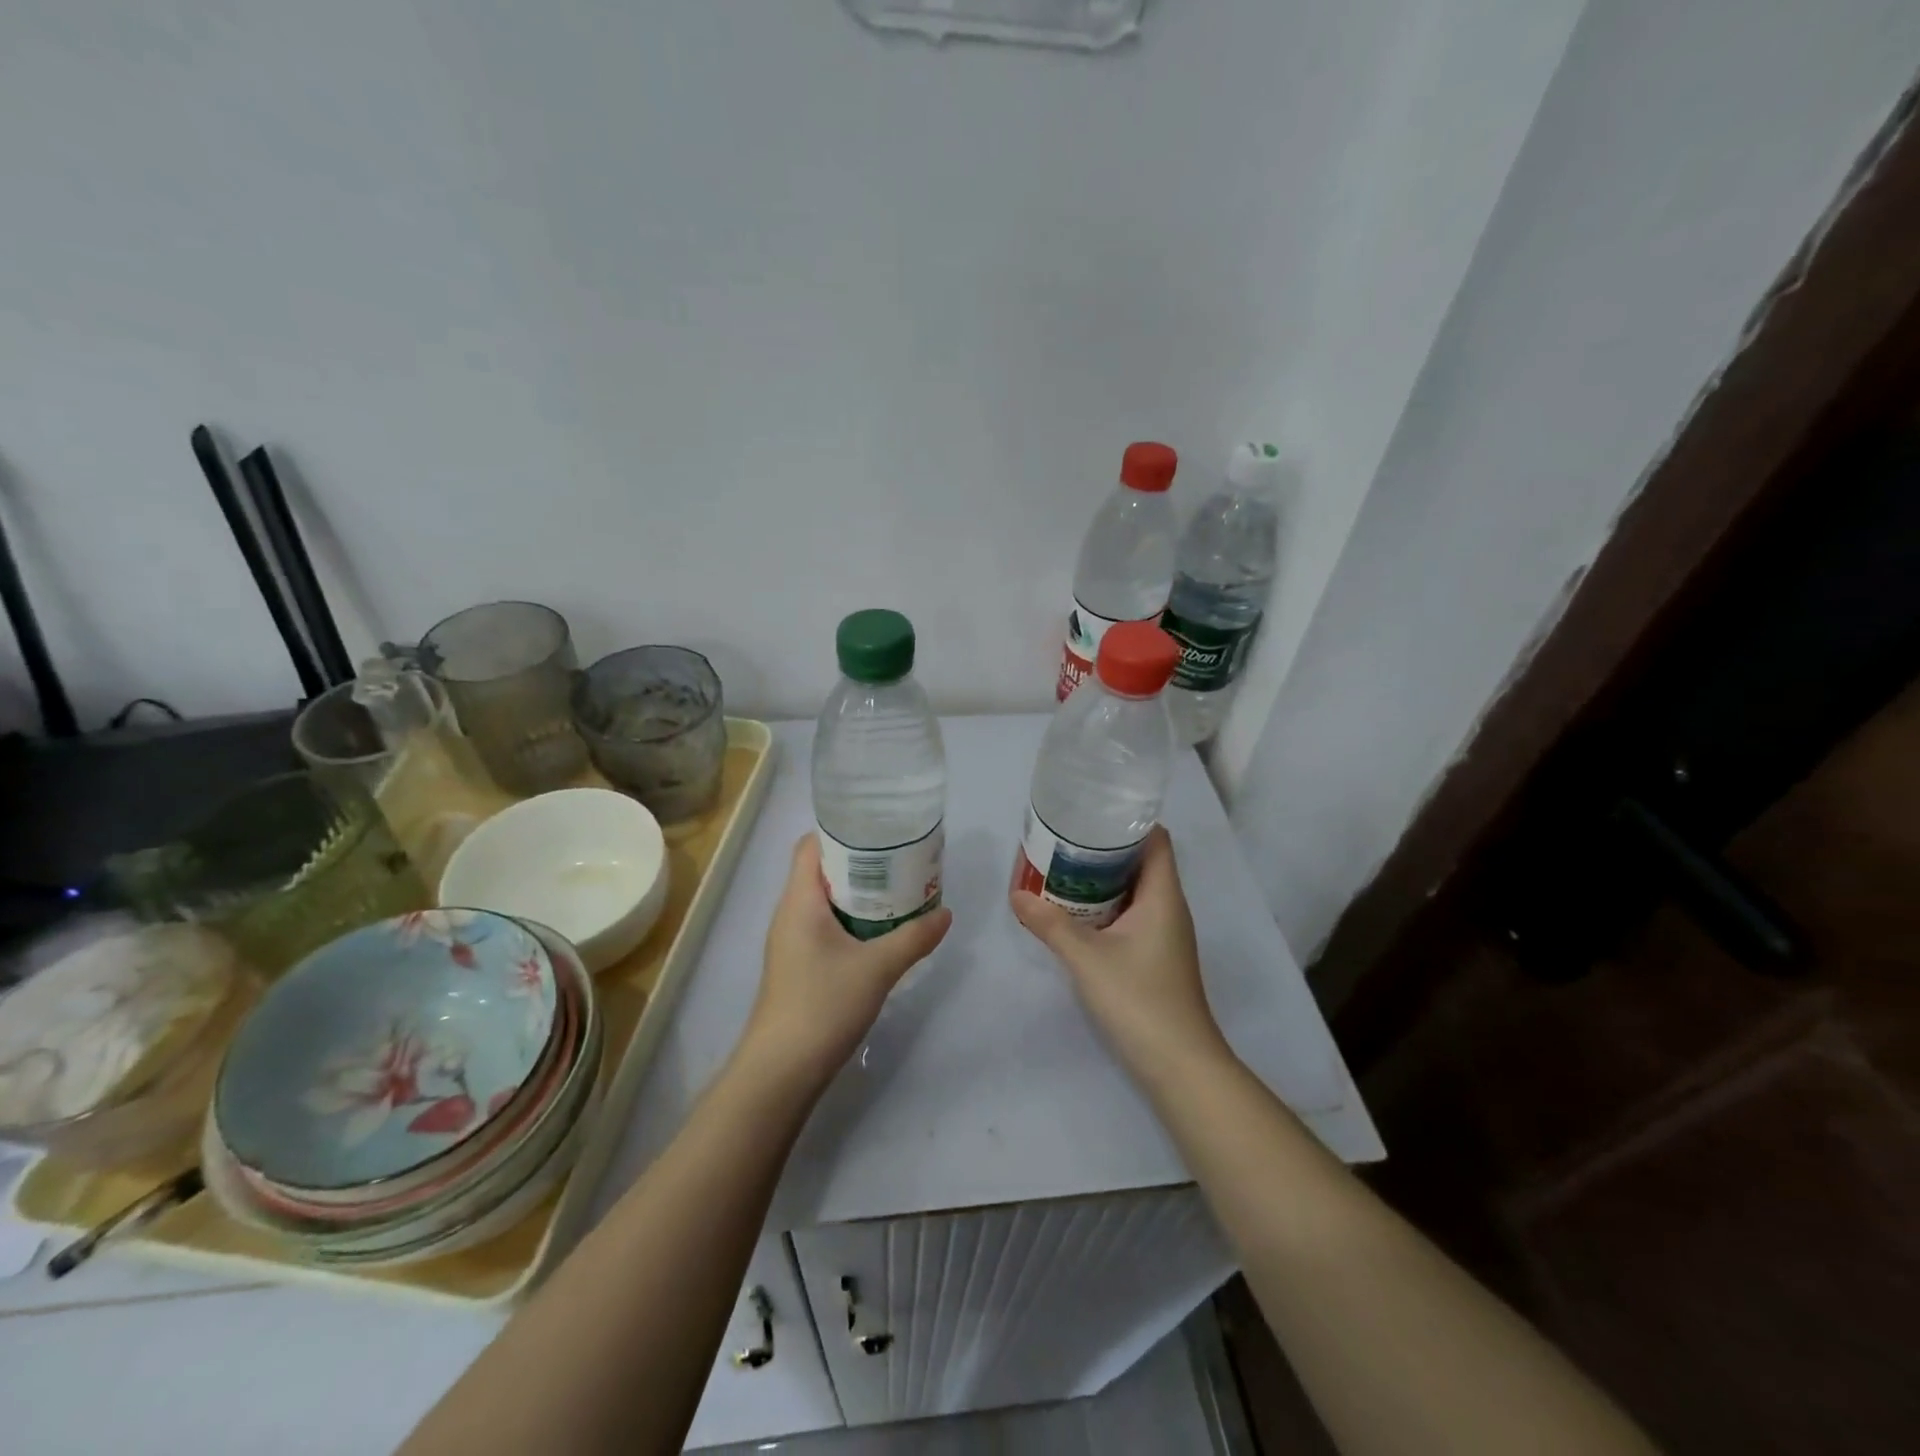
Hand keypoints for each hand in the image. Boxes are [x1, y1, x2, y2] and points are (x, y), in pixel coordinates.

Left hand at [736, 834, 952, 1092]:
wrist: (781, 1071)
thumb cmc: (823, 1005)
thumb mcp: (877, 968)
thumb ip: (914, 938)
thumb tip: (946, 913)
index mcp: (799, 901)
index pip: (811, 845)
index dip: (841, 831)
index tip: (880, 830)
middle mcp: (790, 913)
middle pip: (821, 870)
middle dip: (860, 862)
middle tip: (901, 859)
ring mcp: (792, 941)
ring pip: (825, 900)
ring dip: (858, 893)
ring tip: (898, 889)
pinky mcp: (799, 965)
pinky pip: (825, 926)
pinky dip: (852, 919)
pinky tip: (881, 932)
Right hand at [1010, 826, 1229, 1087]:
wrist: (1179, 1065)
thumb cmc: (1139, 1000)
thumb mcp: (1087, 958)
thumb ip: (1050, 924)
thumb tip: (1016, 894)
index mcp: (1163, 895)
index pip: (1155, 839)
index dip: (1128, 821)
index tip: (1090, 813)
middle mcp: (1168, 907)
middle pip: (1141, 861)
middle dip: (1104, 849)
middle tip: (1062, 840)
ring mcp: (1164, 934)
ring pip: (1134, 890)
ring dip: (1102, 879)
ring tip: (1061, 870)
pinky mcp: (1156, 956)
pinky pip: (1131, 915)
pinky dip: (1106, 906)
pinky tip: (1075, 913)